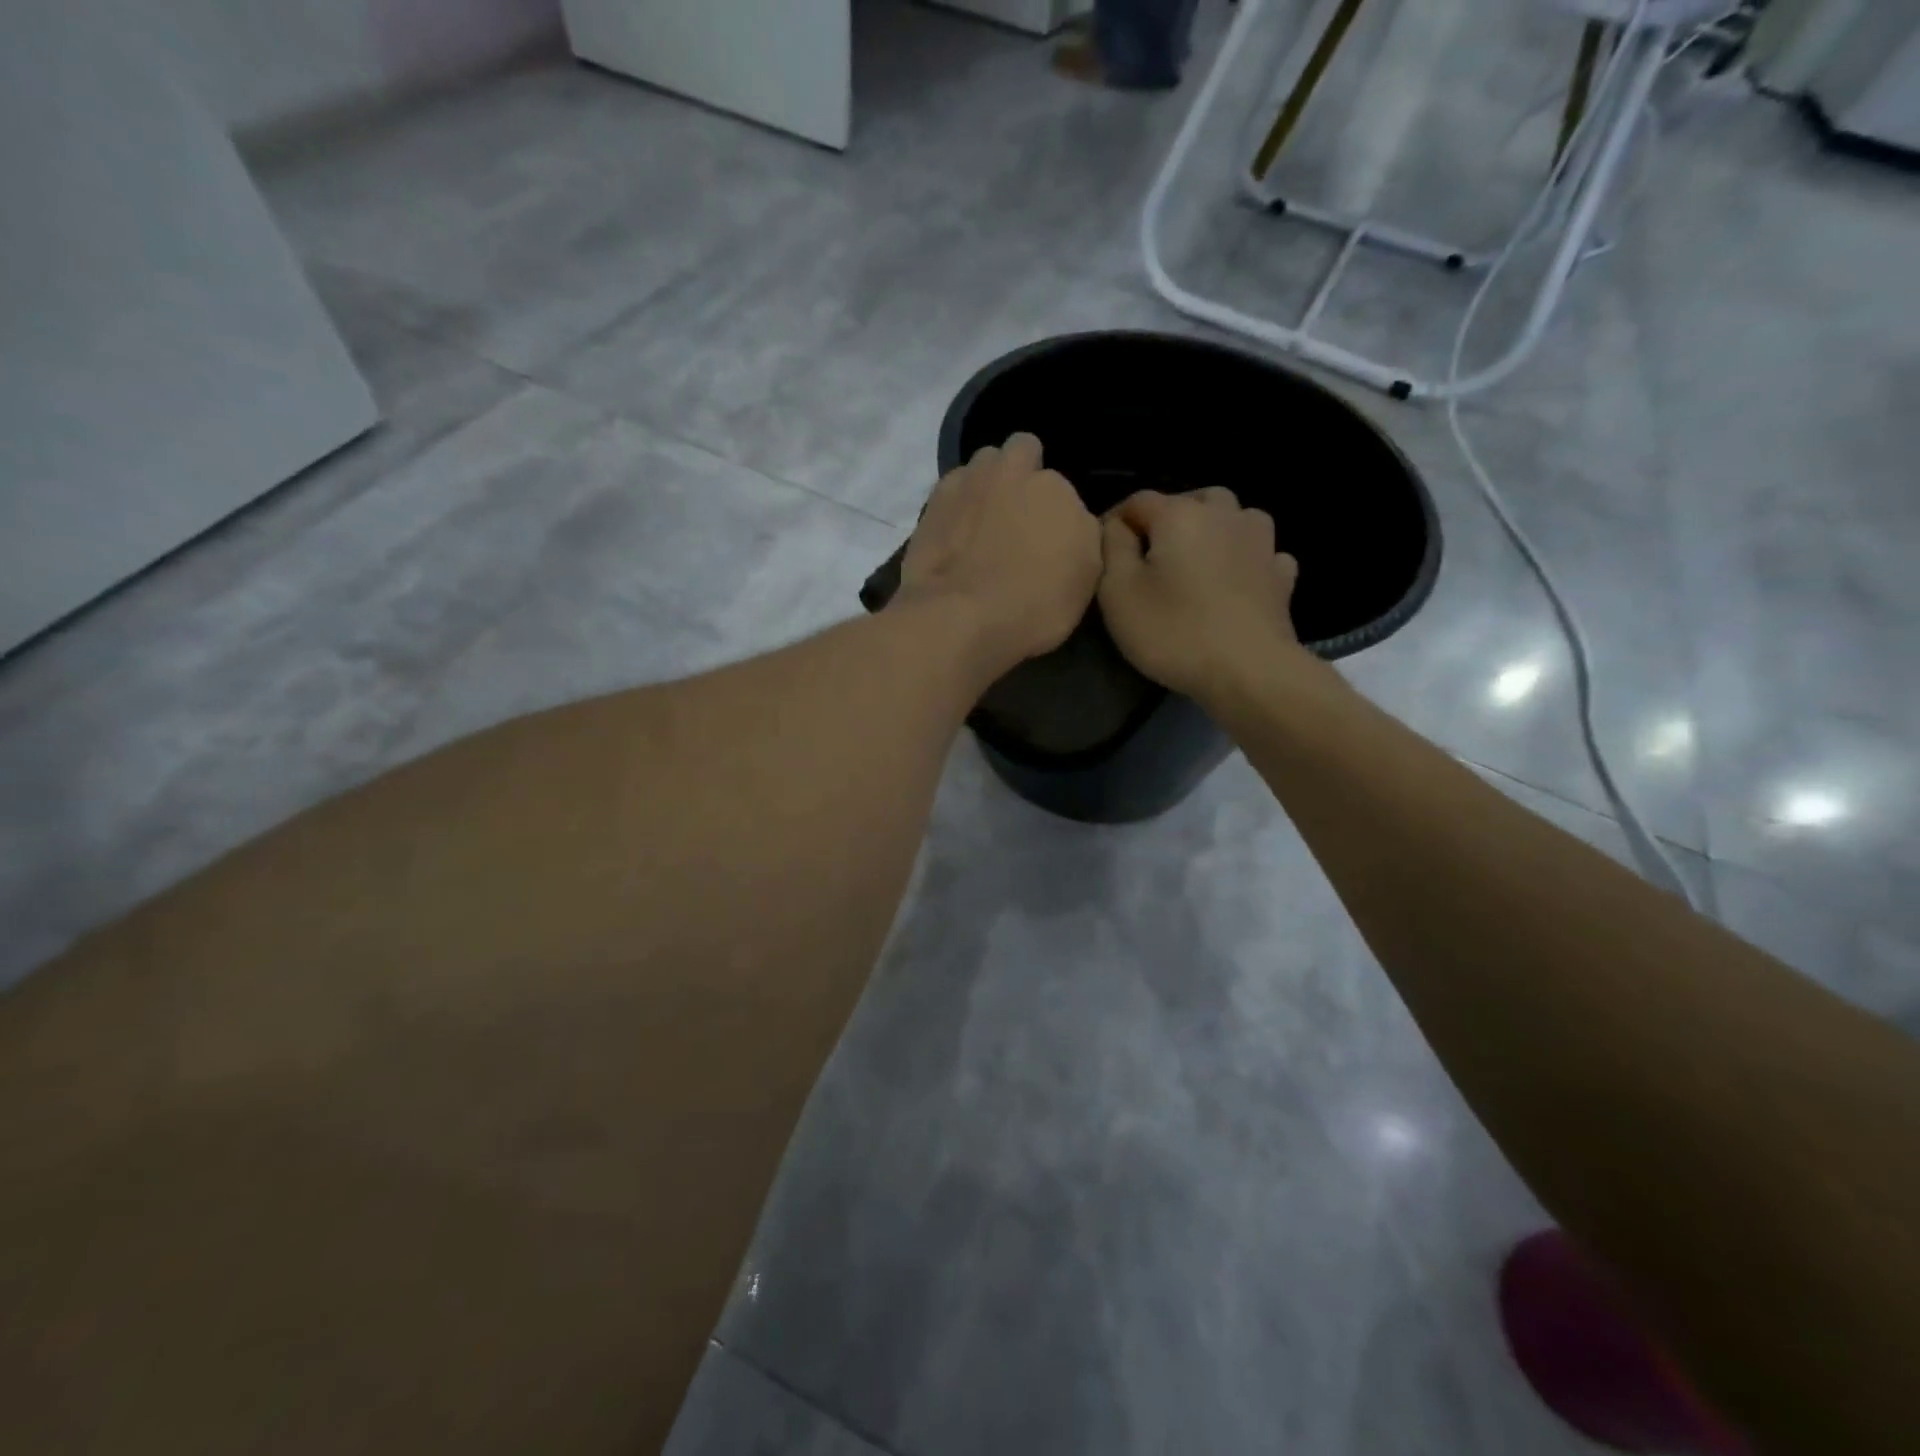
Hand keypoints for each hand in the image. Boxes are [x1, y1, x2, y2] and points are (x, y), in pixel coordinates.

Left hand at [897, 433, 1101, 664]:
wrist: (960, 619)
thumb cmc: (1035, 606)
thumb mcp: (1086, 580)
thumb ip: (1081, 535)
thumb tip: (1070, 522)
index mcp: (1055, 488)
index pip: (1061, 485)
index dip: (1055, 510)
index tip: (1049, 537)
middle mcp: (1012, 472)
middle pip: (1022, 451)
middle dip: (1022, 472)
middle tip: (1019, 514)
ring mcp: (967, 482)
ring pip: (982, 464)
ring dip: (986, 484)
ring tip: (982, 523)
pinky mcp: (931, 503)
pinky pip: (951, 489)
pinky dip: (956, 505)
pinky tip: (955, 535)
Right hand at [1099, 488, 1307, 702]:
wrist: (1248, 671)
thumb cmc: (1173, 631)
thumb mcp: (1118, 593)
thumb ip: (1112, 549)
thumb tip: (1116, 526)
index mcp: (1180, 515)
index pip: (1138, 501)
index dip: (1116, 521)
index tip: (1104, 551)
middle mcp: (1224, 515)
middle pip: (1190, 502)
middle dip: (1167, 521)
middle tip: (1150, 556)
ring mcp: (1261, 543)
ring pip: (1234, 517)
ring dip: (1213, 530)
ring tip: (1197, 559)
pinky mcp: (1281, 575)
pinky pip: (1262, 552)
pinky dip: (1246, 559)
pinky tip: (1238, 579)